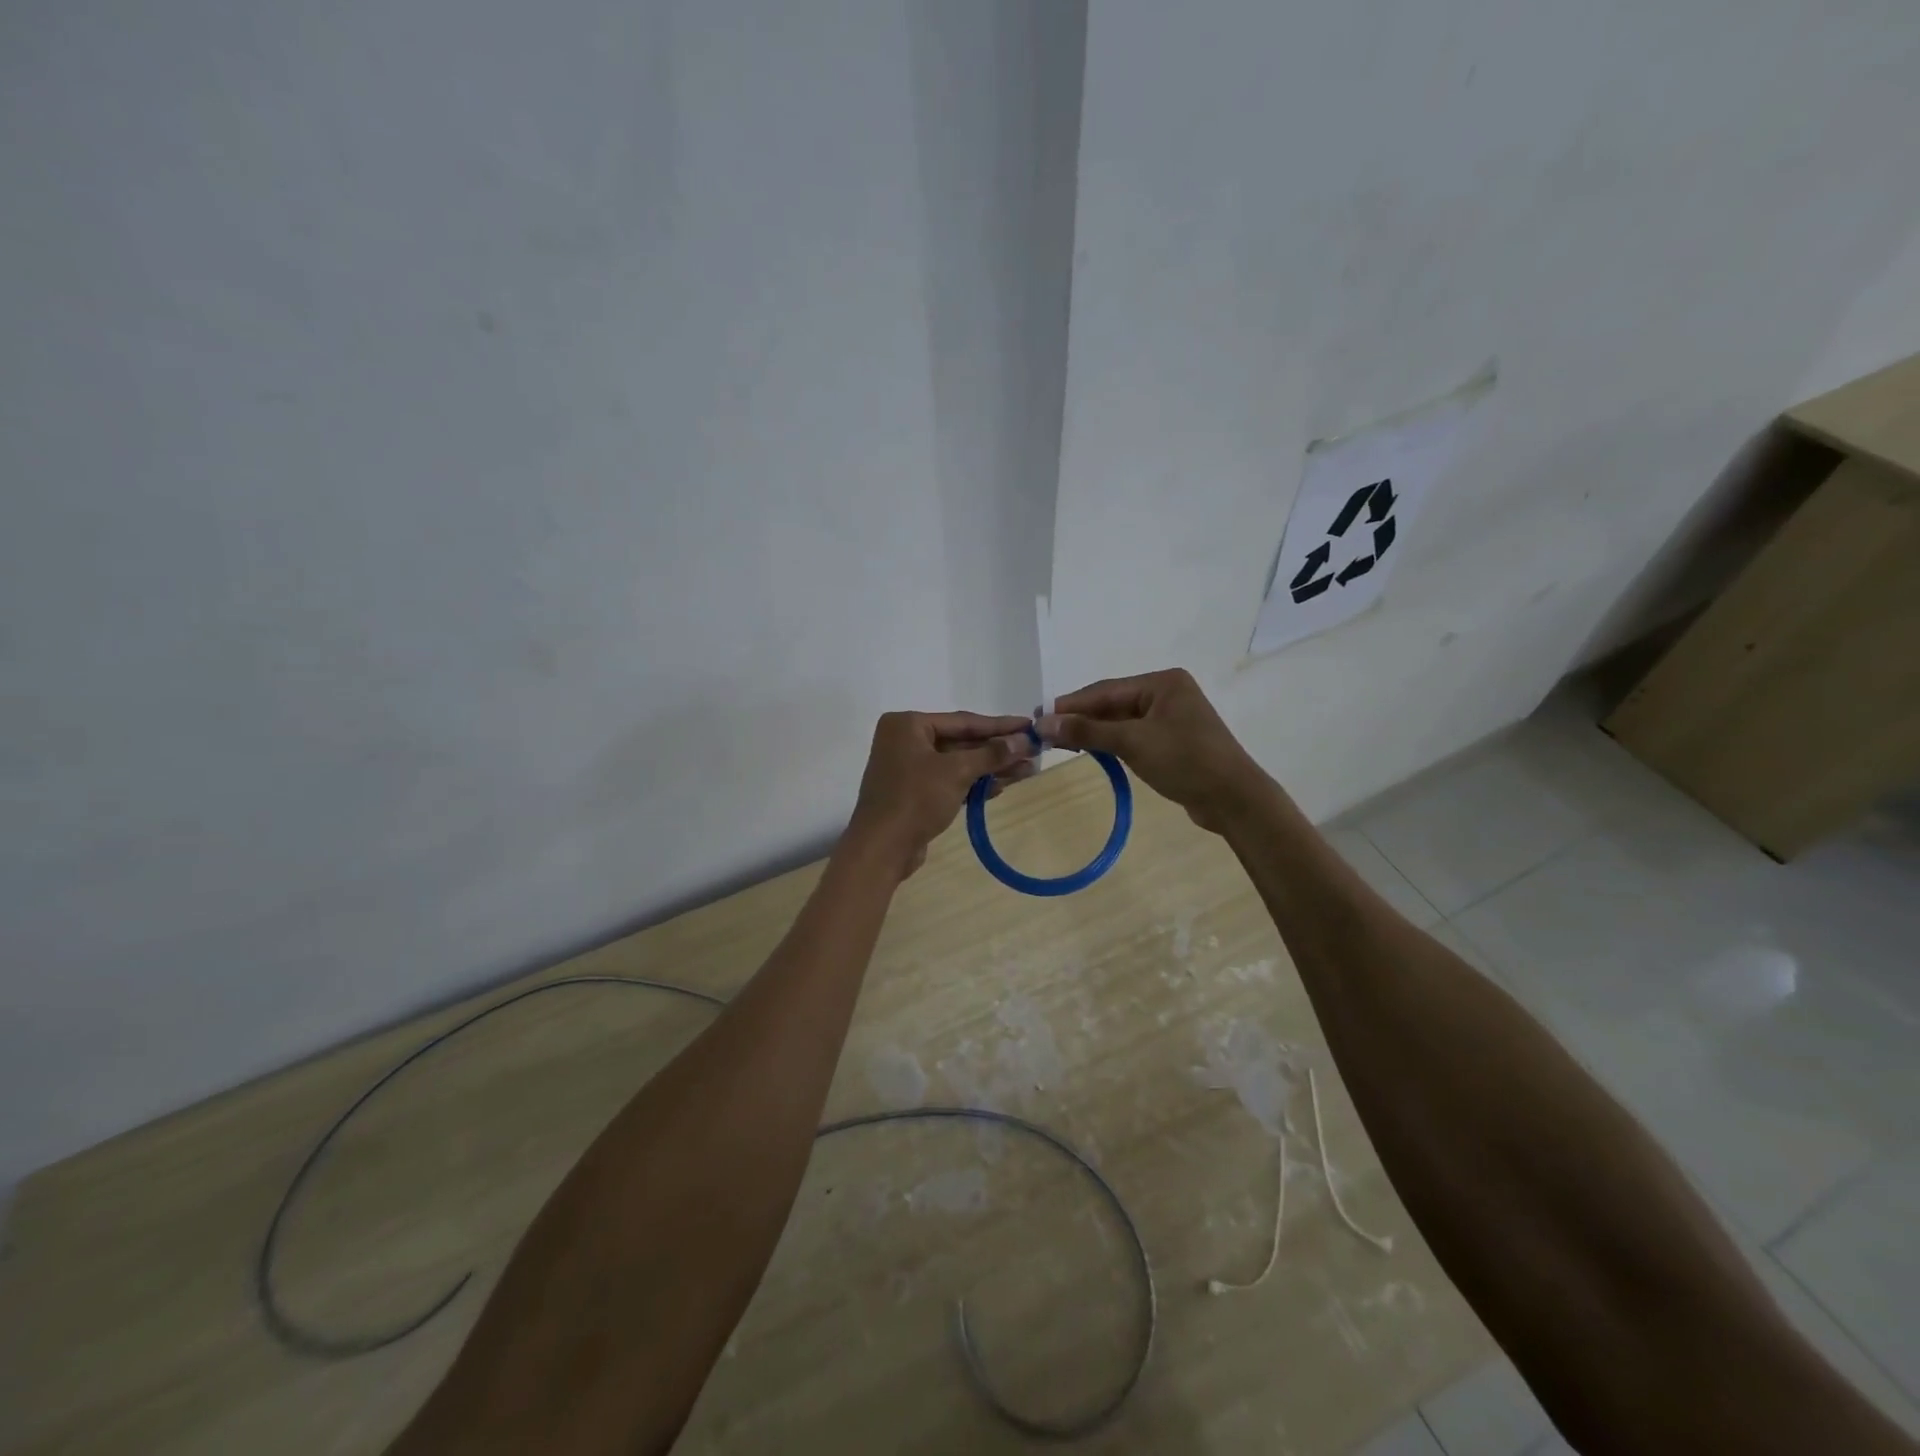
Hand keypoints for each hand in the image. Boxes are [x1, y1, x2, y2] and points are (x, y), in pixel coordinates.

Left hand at [846, 711, 1035, 876]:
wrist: (882, 848)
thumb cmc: (915, 799)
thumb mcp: (956, 772)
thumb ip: (991, 754)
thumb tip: (1025, 740)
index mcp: (908, 724)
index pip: (963, 721)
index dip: (1000, 725)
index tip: (1030, 725)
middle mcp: (906, 740)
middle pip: (962, 741)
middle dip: (998, 750)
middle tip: (1034, 752)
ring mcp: (909, 768)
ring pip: (958, 763)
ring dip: (991, 768)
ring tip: (1028, 771)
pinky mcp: (915, 793)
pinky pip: (951, 781)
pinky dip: (974, 783)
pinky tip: (1002, 786)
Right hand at [1038, 669, 1260, 832]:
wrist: (1234, 799)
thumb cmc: (1185, 762)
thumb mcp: (1133, 743)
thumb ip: (1087, 731)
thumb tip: (1044, 723)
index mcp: (1162, 683)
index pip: (1105, 690)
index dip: (1070, 704)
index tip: (1038, 717)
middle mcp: (1167, 693)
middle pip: (1112, 703)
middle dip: (1080, 718)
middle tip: (1044, 733)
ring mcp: (1171, 717)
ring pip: (1121, 720)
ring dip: (1093, 731)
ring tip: (1060, 743)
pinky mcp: (1173, 741)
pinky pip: (1133, 735)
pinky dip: (1111, 742)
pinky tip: (1091, 750)